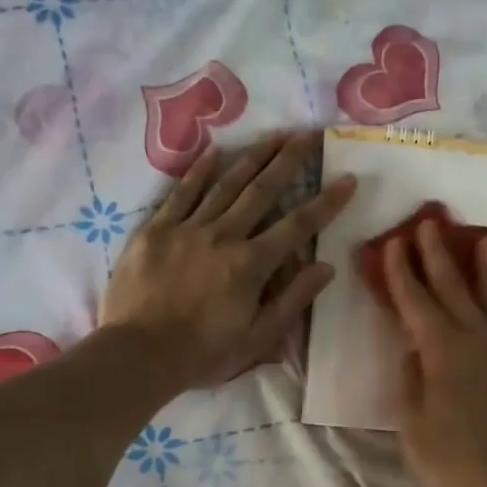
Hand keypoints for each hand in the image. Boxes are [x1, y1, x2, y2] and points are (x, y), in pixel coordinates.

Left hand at [101, 130, 354, 393]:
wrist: (138, 353)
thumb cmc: (203, 353)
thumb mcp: (258, 338)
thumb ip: (292, 300)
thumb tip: (326, 266)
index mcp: (251, 264)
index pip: (298, 225)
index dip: (326, 202)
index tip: (347, 179)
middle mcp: (223, 235)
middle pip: (262, 190)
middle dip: (289, 160)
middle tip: (309, 133)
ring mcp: (187, 228)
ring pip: (226, 183)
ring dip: (252, 156)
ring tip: (274, 133)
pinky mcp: (156, 230)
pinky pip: (181, 193)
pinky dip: (199, 171)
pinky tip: (214, 151)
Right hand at [384, 220, 486, 486]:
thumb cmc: (445, 461)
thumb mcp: (410, 419)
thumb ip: (410, 374)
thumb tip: (412, 343)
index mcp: (442, 351)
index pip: (416, 301)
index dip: (401, 272)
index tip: (391, 244)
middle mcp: (475, 340)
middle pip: (452, 288)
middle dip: (437, 255)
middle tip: (428, 223)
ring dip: (479, 267)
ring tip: (478, 238)